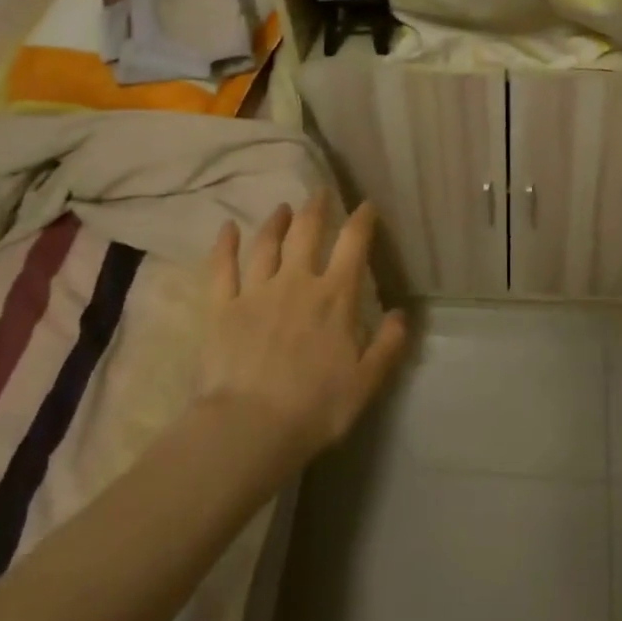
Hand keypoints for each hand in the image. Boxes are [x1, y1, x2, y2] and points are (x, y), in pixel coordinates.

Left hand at [197, 192, 407, 465]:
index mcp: (334, 297)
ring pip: (266, 244)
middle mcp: (296, 282)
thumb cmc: (315, 407)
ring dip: (276, 222)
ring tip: (282, 208)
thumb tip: (401, 314)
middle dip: (316, 209)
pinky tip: (227, 229)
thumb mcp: (366, 382)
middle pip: (307, 233)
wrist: (249, 428)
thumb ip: (388, 344)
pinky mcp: (220, 308)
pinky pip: (221, 268)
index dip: (361, 220)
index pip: (353, 245)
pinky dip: (224, 245)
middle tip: (320, 192)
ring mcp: (255, 292)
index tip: (365, 205)